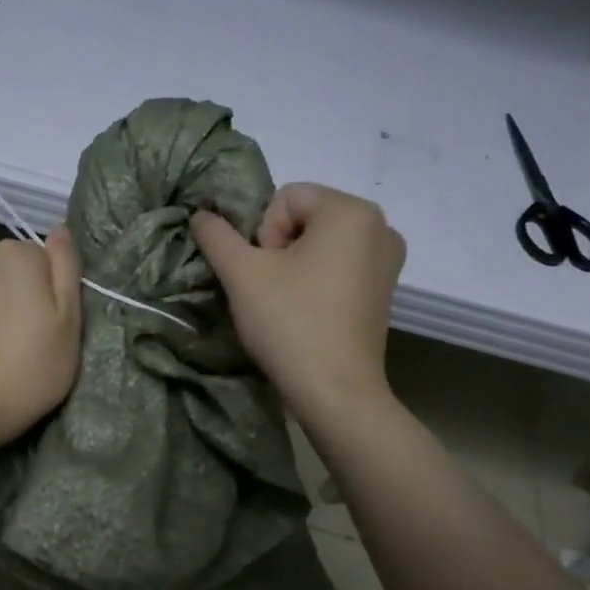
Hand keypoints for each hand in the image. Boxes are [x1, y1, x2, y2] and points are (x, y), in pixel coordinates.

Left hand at [0, 230, 83, 461]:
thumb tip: (61, 229)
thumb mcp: (69, 316)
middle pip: (24, 268)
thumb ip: (67, 266)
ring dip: (12, 307)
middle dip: (33, 294)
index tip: (59, 323)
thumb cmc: (32, 363)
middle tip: (42, 337)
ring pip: (3, 286)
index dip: (59, 290)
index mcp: (18, 251)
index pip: (51, 258)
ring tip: (17, 345)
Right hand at [191, 184, 404, 419]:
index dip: (263, 234)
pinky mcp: (385, 290)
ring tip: (288, 303)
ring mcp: (388, 260)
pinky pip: (339, 266)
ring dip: (295, 265)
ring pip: (320, 244)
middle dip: (278, 248)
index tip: (266, 274)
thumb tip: (201, 214)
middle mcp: (380, 226)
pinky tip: (308, 312)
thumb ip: (216, 235)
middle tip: (272, 290)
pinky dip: (317, 280)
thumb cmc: (290, 322)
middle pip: (304, 218)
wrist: (335, 392)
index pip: (284, 198)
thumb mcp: (241, 273)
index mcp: (351, 210)